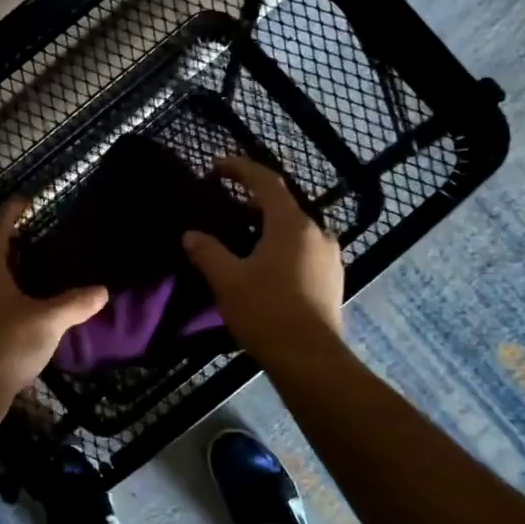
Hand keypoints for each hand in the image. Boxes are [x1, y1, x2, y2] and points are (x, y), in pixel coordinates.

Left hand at [0, 198, 107, 394]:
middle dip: (12, 242)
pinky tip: (28, 306)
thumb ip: (75, 303)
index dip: (11, 213)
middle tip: (37, 235)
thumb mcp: (48, 320)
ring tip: (37, 269)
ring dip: (11, 271)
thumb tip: (103, 290)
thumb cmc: (6, 342)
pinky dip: (9, 295)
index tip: (24, 200)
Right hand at [182, 156, 343, 359]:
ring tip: (243, 236)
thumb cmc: (266, 311)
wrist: (309, 358)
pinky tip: (266, 265)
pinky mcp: (333, 280)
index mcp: (291, 224)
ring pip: (295, 230)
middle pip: (283, 205)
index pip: (265, 182)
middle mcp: (317, 233)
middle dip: (253, 200)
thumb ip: (207, 252)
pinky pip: (304, 251)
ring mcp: (330, 257)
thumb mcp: (227, 280)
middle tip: (226, 203)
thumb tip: (191, 235)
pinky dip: (282, 247)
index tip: (217, 165)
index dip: (240, 169)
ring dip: (269, 226)